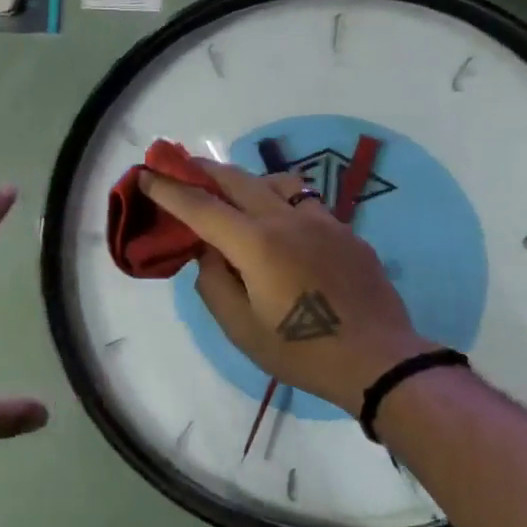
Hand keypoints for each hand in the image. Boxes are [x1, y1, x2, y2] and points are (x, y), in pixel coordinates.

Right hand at [141, 157, 430, 413]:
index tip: (147, 174)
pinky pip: (305, 203)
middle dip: (204, 171)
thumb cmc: (302, 352)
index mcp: (256, 243)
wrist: (379, 359)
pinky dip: (280, 202)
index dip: (169, 190)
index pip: (201, 207)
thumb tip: (208, 253)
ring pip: (277, 182)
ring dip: (246, 181)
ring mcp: (322, 221)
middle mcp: (287, 219)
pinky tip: (282, 228)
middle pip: (238, 180)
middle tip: (182, 167)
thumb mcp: (241, 329)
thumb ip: (214, 283)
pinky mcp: (346, 232)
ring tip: (235, 195)